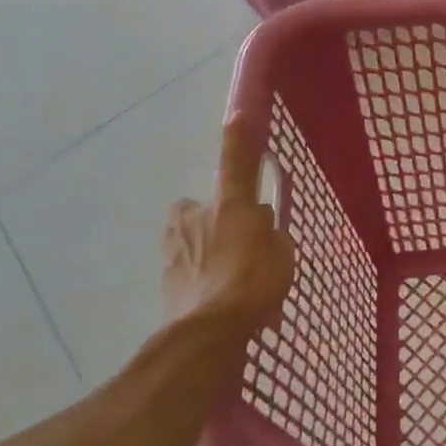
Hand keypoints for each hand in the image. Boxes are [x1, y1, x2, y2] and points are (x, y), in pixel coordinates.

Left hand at [164, 118, 294, 333]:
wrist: (211, 329)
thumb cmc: (255, 282)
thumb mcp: (281, 254)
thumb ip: (270, 234)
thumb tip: (260, 226)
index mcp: (229, 205)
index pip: (235, 162)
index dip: (237, 138)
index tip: (235, 115)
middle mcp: (196, 217)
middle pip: (196, 206)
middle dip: (209, 217)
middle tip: (232, 239)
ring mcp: (174, 246)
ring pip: (185, 236)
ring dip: (199, 246)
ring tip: (220, 274)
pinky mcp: (164, 276)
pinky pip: (182, 266)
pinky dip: (194, 275)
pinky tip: (211, 295)